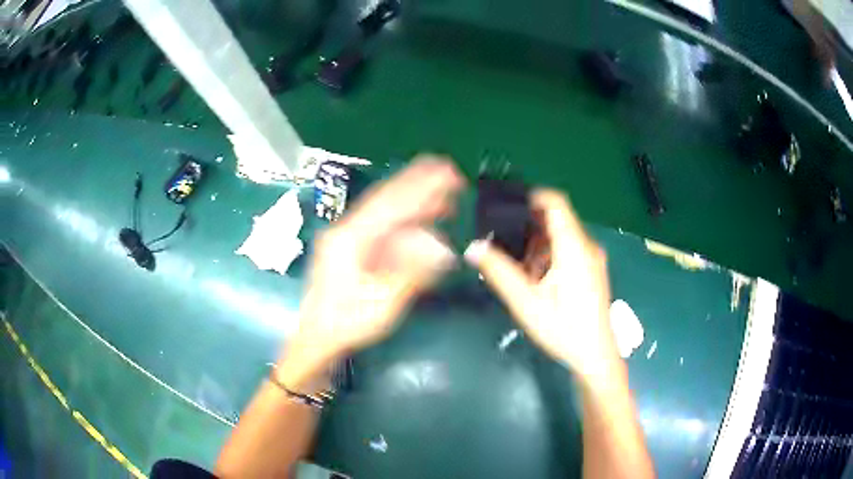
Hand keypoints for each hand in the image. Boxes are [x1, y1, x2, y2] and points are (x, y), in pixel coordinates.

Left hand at [282, 156, 463, 380]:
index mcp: (350, 239)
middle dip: (417, 182)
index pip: (391, 205)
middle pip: (385, 198)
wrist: (316, 336)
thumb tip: (441, 250)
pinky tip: (419, 215)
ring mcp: (346, 237)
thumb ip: (410, 273)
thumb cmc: (346, 323)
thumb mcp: (381, 304)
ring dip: (411, 196)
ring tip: (440, 188)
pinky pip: (380, 224)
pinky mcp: (350, 246)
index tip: (446, 173)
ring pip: (383, 209)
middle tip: (447, 170)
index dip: (421, 187)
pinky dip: (403, 216)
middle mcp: (346, 230)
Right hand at [465, 189, 618, 381]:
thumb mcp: (526, 302)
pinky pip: (569, 250)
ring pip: (561, 237)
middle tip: (501, 239)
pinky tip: (535, 278)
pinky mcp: (593, 271)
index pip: (556, 202)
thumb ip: (499, 272)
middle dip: (528, 226)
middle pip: (556, 220)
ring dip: (537, 244)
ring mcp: (592, 259)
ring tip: (515, 264)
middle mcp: (587, 246)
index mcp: (574, 247)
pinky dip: (549, 255)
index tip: (506, 205)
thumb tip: (473, 248)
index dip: (531, 196)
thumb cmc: (563, 328)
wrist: (595, 355)